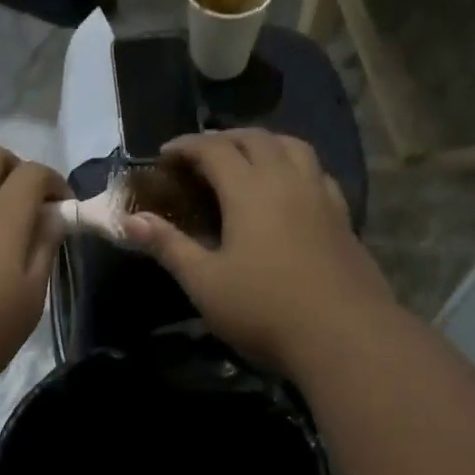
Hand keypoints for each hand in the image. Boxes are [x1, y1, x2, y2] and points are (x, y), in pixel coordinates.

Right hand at [123, 130, 396, 374]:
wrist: (344, 336)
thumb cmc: (264, 310)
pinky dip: (294, 166)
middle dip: (223, 139)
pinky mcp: (342, 217)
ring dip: (264, 143)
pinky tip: (290, 189)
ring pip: (293, 146)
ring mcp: (321, 196)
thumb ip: (168, 246)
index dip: (186, 146)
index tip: (164, 154)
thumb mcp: (204, 282)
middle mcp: (287, 180)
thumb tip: (130, 220)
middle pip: (255, 139)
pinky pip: (316, 172)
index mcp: (250, 189)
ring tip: (246, 160)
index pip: (214, 149)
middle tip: (200, 156)